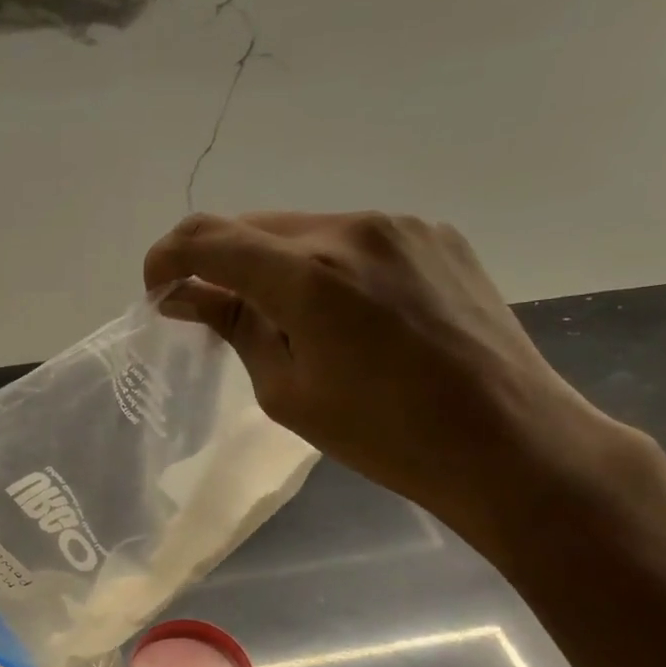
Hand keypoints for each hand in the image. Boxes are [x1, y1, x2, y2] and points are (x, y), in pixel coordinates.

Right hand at [144, 212, 614, 535]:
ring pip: (303, 229)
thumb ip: (234, 328)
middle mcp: (352, 230)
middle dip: (217, 262)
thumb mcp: (287, 392)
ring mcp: (400, 226)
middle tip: (210, 311)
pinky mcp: (434, 235)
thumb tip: (187, 298)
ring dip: (271, 264)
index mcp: (309, 276)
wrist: (508, 440)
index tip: (157, 291)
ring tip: (283, 319)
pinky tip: (341, 313)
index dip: (167, 259)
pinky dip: (322, 264)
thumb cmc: (385, 436)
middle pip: (253, 226)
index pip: (209, 240)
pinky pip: (352, 237)